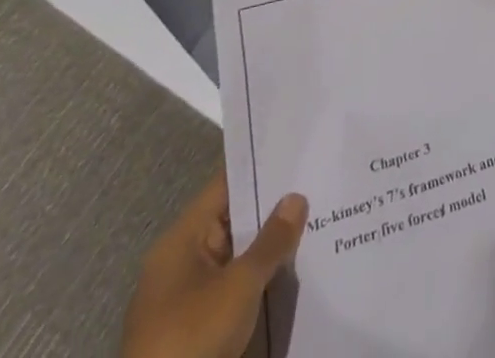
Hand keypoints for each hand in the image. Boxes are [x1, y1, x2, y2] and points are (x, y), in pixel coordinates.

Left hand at [120, 169, 307, 357]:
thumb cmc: (192, 340)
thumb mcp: (239, 286)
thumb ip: (271, 240)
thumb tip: (295, 197)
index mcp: (180, 240)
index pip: (225, 187)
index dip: (259, 170)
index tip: (297, 156)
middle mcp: (179, 263)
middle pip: (231, 223)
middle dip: (270, 212)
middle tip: (316, 190)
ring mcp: (184, 301)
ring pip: (234, 260)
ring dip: (266, 252)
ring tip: (314, 228)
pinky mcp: (193, 335)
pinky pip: (231, 293)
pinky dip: (256, 285)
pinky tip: (290, 278)